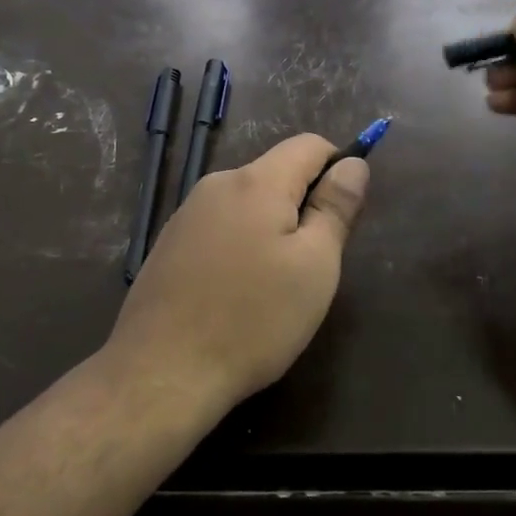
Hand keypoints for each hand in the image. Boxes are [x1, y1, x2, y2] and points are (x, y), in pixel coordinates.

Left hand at [106, 134, 369, 408]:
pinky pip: (220, 227)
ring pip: (247, 203)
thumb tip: (353, 162)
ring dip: (271, 228)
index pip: (308, 144)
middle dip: (303, 204)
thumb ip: (335, 207)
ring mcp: (186, 214)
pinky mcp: (169, 244)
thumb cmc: (253, 319)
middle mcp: (217, 184)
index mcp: (256, 182)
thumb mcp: (314, 266)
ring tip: (275, 285)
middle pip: (276, 173)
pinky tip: (237, 292)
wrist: (162, 371)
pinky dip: (241, 245)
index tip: (344, 214)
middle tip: (313, 263)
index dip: (337, 166)